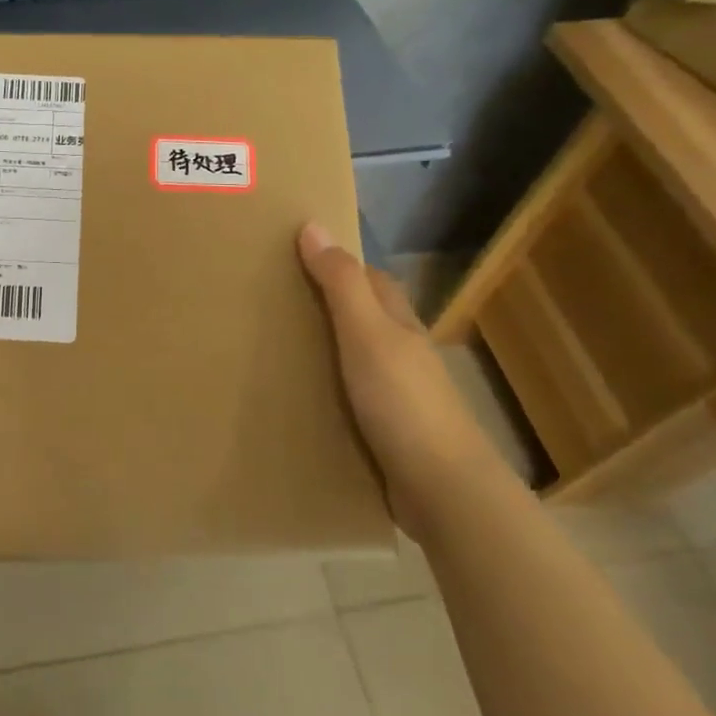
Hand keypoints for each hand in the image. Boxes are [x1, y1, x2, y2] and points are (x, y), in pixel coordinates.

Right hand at [297, 222, 505, 537]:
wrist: (440, 489)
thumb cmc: (403, 402)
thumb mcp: (367, 335)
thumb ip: (340, 285)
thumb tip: (313, 226)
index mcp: (399, 325)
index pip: (371, 280)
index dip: (340, 264)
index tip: (295, 257)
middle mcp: (402, 354)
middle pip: (364, 318)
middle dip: (327, 307)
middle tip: (274, 303)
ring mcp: (398, 396)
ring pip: (356, 360)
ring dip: (325, 352)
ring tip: (275, 350)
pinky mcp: (388, 432)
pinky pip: (351, 399)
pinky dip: (327, 393)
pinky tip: (301, 401)